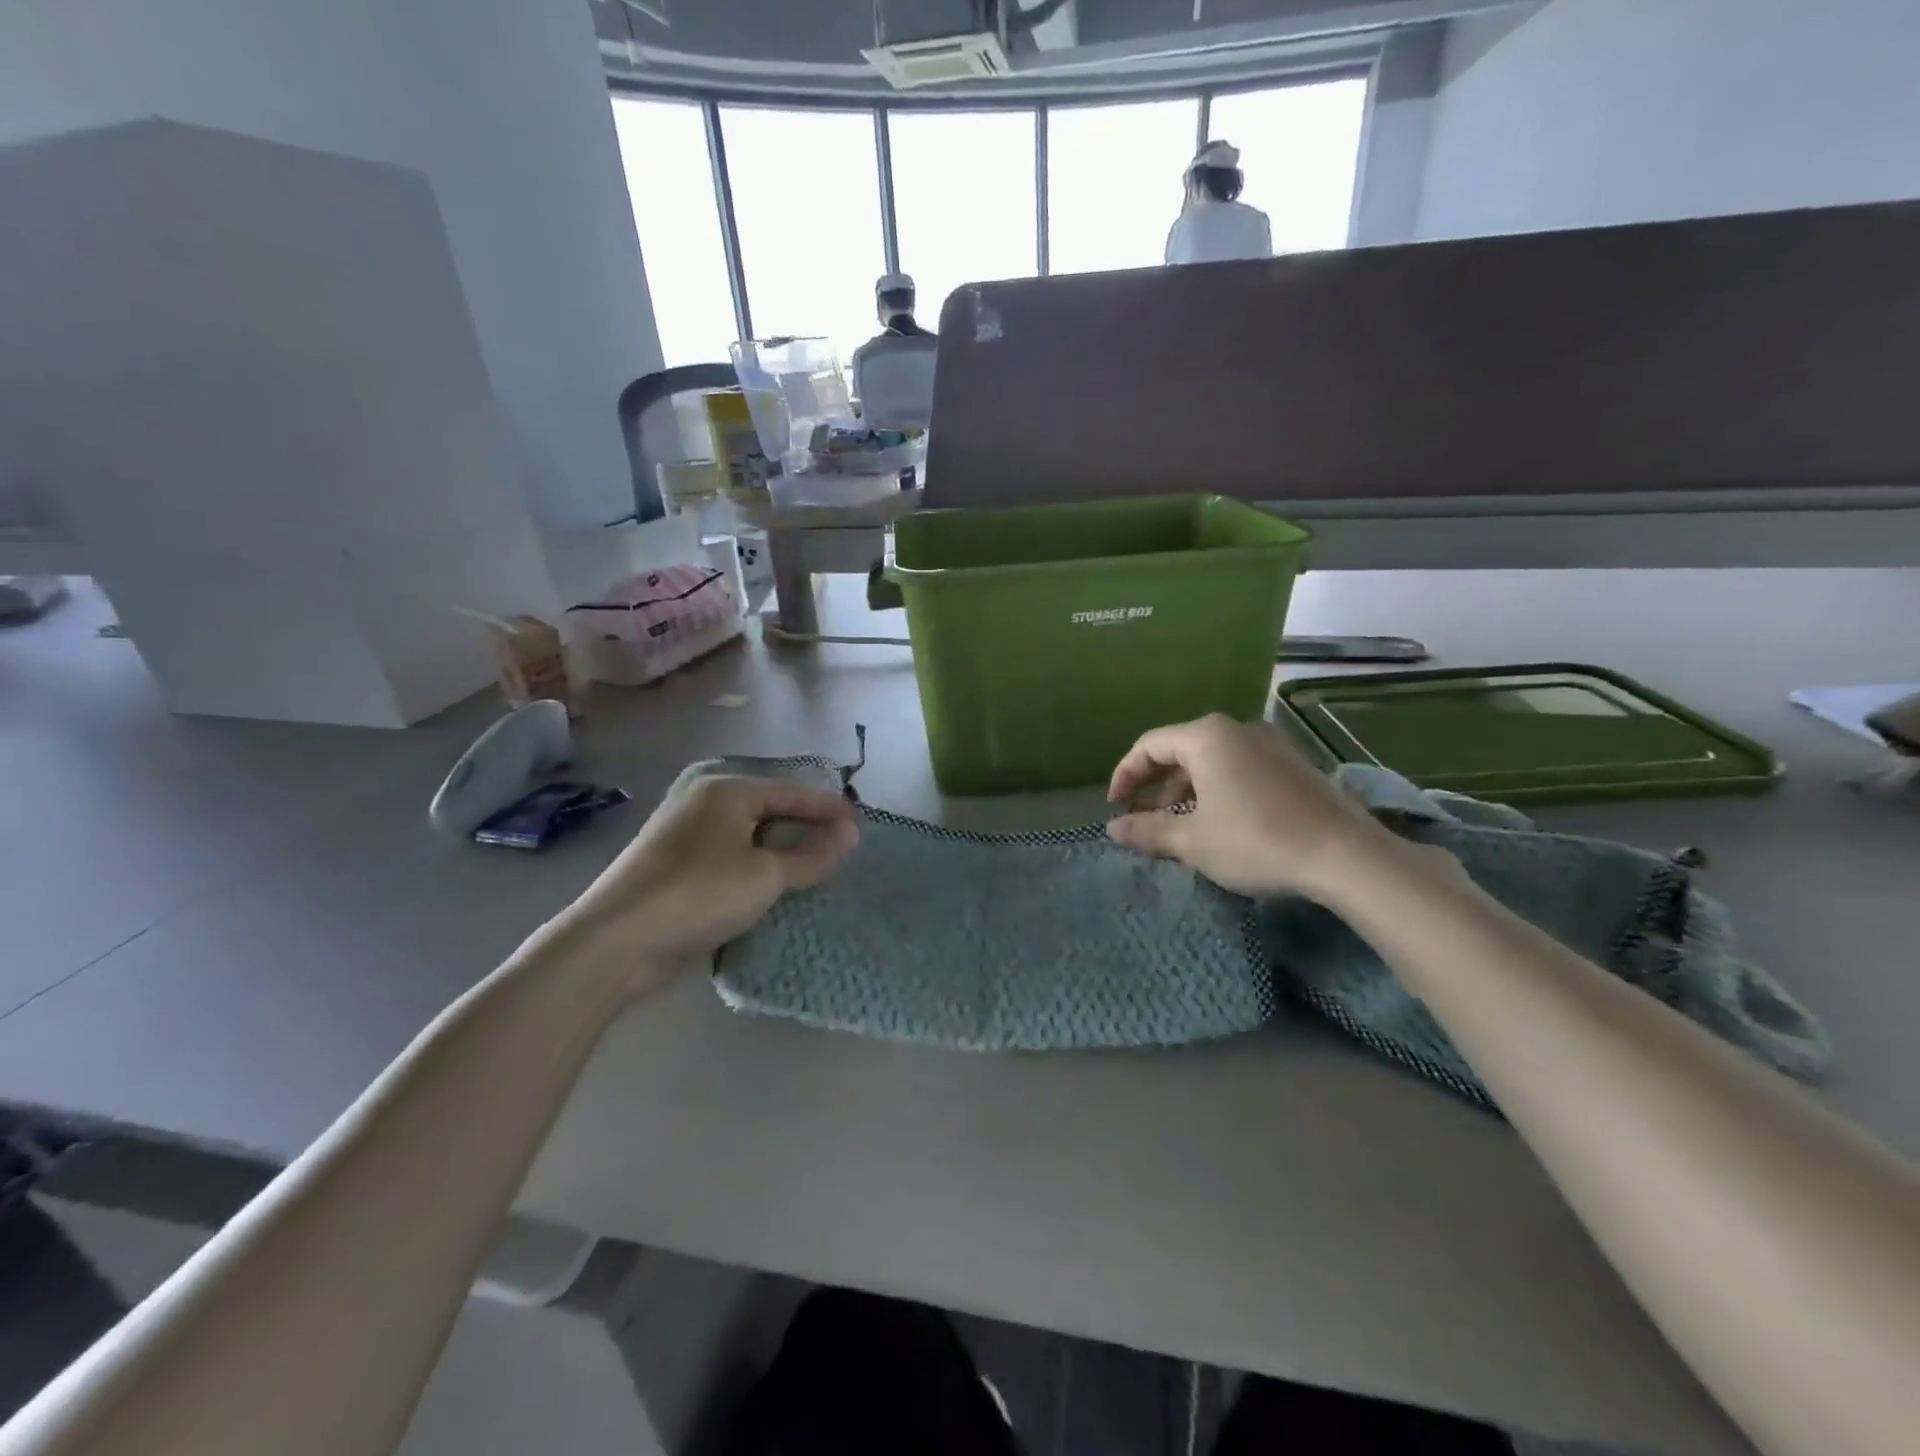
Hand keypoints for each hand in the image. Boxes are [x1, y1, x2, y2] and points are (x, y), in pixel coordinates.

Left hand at [557, 772, 858, 994]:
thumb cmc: (699, 894)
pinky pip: (728, 856)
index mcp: (726, 791)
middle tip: (840, 846)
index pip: (791, 792)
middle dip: (805, 827)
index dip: (828, 808)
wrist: (615, 942)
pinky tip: (769, 885)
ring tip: (812, 866)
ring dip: (780, 850)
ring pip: (747, 835)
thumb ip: (812, 856)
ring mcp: (683, 834)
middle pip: (769, 809)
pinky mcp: (672, 866)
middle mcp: (703, 802)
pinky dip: (754, 866)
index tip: (860, 825)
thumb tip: (850, 835)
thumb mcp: (766, 875)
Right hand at [1105, 714, 1389, 899]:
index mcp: (1206, 737)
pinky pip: (1240, 767)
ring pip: (1212, 760)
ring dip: (1187, 789)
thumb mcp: (1192, 840)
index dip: (1125, 775)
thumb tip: (1112, 828)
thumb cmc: (1256, 841)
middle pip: (1181, 749)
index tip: (1115, 806)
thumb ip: (1147, 830)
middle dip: (1156, 784)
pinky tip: (1221, 822)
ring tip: (1180, 824)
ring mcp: (1270, 744)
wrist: (1345, 856)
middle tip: (1145, 817)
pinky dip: (1218, 789)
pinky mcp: (1293, 764)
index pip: (1149, 746)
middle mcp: (1237, 729)